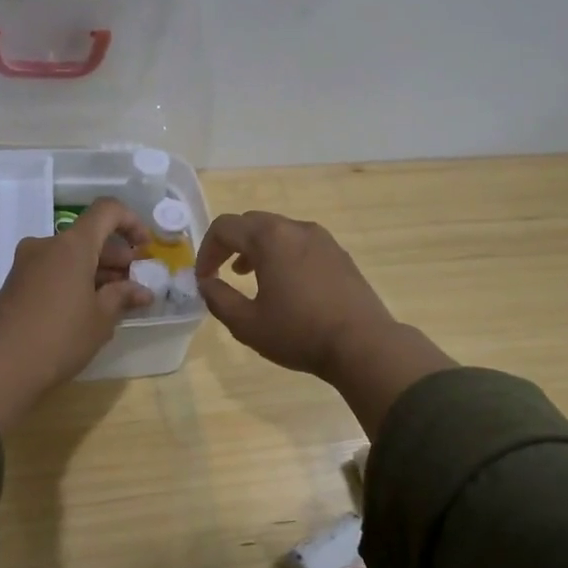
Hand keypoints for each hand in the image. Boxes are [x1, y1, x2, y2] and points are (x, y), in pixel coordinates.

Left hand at [0, 198, 152, 429]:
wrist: (0, 366)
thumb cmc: (60, 338)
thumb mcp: (101, 319)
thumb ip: (122, 297)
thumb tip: (141, 290)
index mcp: (72, 245)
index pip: (107, 211)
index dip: (131, 222)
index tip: (144, 249)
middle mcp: (47, 245)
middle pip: (88, 236)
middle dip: (115, 255)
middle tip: (134, 283)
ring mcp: (26, 263)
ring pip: (70, 255)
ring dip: (95, 270)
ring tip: (115, 300)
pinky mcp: (15, 283)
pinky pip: (53, 270)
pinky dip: (74, 279)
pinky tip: (86, 308)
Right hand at [196, 211, 396, 377]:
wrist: (363, 345)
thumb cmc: (299, 333)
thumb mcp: (246, 324)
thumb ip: (218, 298)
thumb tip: (206, 283)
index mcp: (270, 238)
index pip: (224, 227)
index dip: (206, 250)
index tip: (204, 278)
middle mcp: (296, 228)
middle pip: (251, 223)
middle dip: (230, 245)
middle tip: (221, 272)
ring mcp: (322, 239)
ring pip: (278, 231)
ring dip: (256, 249)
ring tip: (250, 277)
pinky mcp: (339, 255)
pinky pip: (300, 243)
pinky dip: (282, 254)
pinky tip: (285, 285)